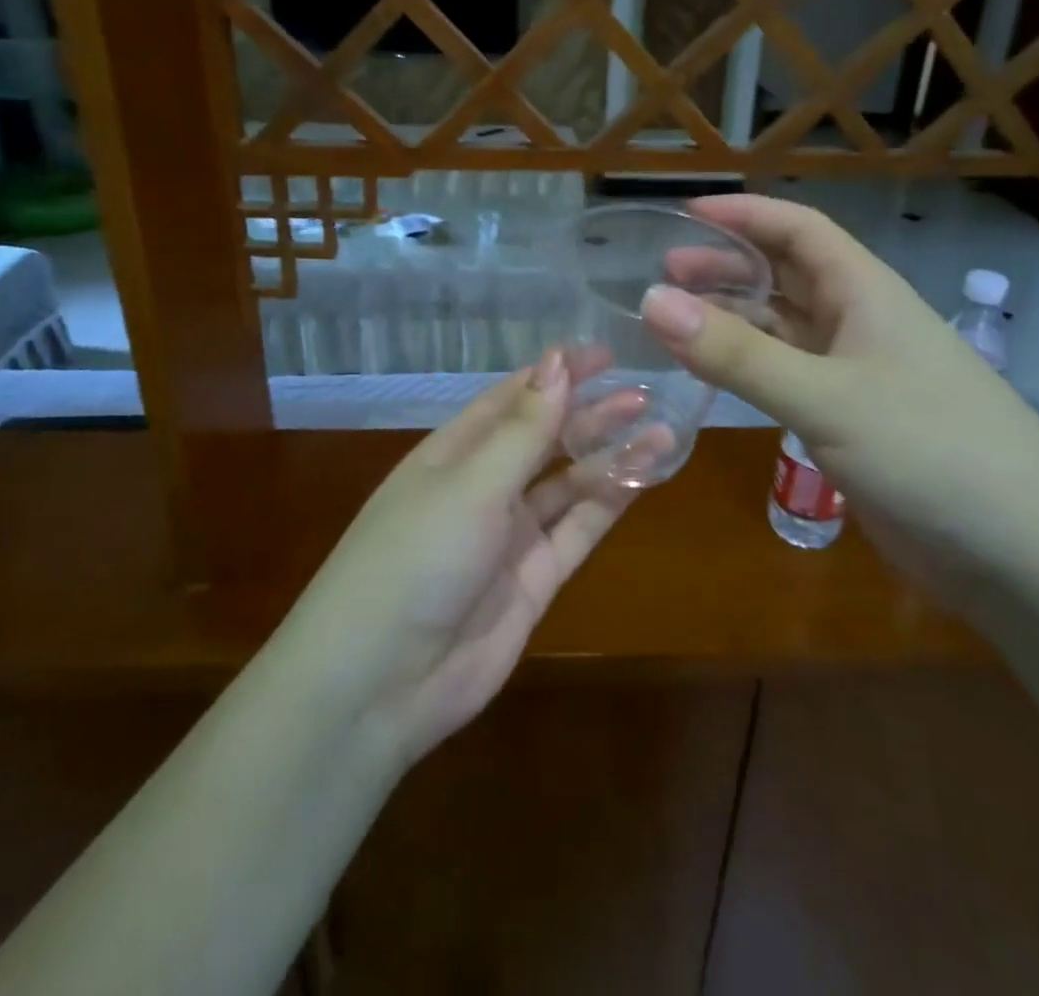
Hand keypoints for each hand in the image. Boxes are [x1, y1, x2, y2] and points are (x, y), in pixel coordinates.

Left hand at [277, 352, 641, 766]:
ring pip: (568, 483)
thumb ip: (524, 429)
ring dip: (609, 456)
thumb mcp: (471, 484)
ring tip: (659, 427)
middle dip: (590, 413)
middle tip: (643, 393)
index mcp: (454, 452)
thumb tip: (557, 361)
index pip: (512, 399)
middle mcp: (483, 487)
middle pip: (545, 438)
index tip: (604, 355)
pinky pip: (578, 530)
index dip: (556, 374)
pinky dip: (609, 503)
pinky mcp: (534, 579)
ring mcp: (510, 535)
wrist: (380, 684)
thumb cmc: (416, 557)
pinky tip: (643, 477)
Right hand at [641, 195, 1038, 595]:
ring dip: (732, 321)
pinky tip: (713, 379)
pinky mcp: (853, 424)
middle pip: (785, 277)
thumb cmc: (931, 452)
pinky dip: (748, 371)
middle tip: (663, 275)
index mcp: (865, 293)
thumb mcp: (826, 398)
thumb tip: (652, 300)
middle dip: (726, 268)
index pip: (798, 229)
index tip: (684, 214)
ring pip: (783, 331)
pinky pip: (788, 379)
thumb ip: (737, 354)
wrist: (1025, 555)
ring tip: (674, 324)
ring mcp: (858, 376)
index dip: (743, 215)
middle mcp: (860, 324)